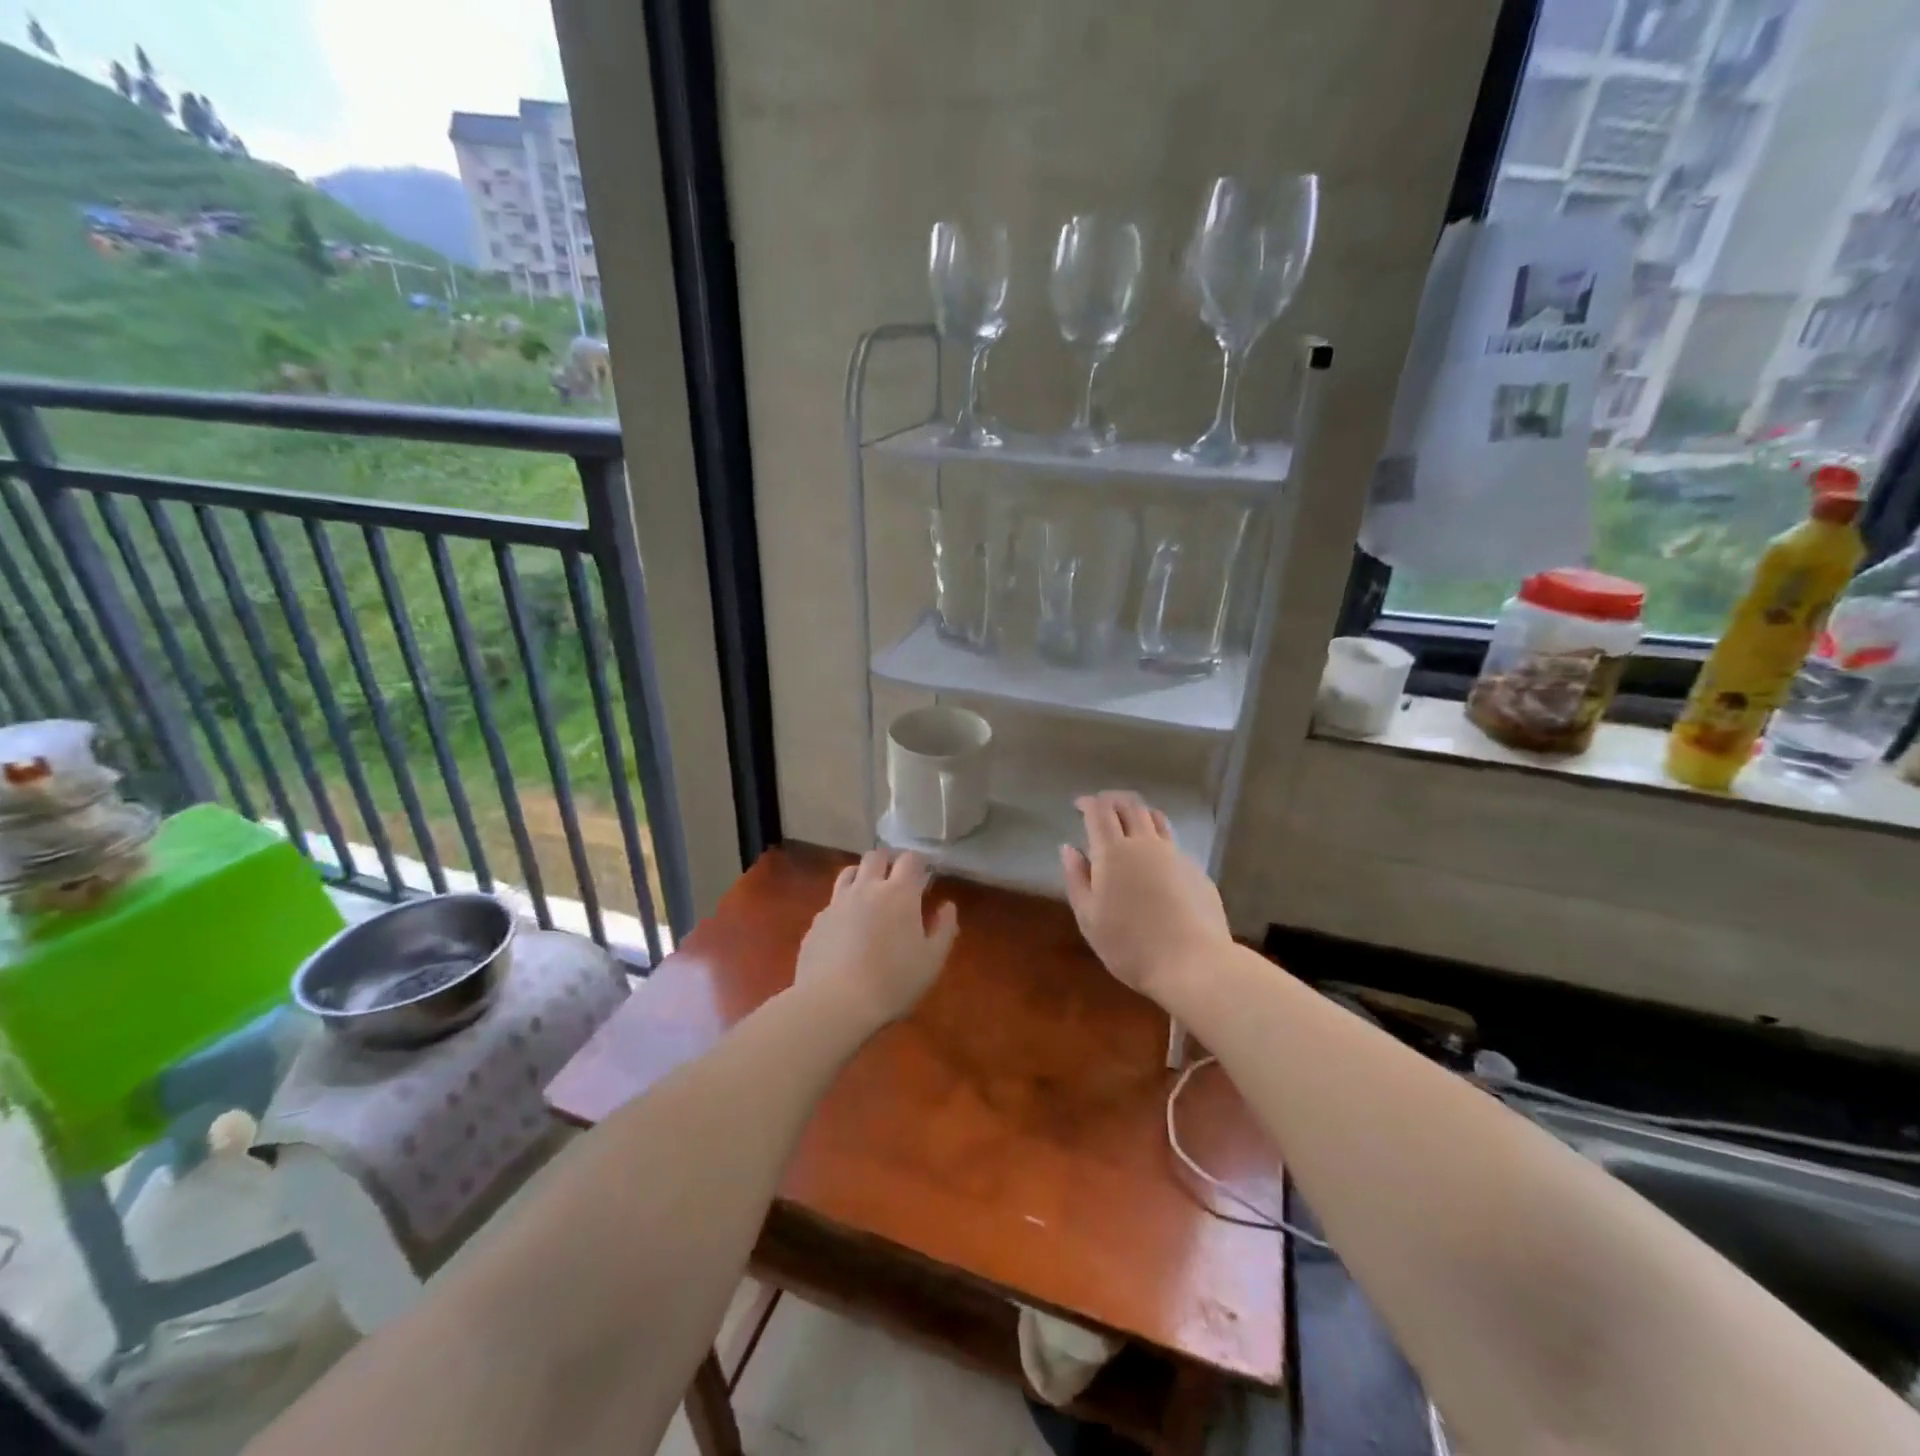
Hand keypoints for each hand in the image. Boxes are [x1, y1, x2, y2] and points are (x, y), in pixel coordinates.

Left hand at [794, 849, 958, 1032]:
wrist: (833, 1003)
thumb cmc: (892, 982)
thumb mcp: (931, 961)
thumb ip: (944, 929)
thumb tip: (947, 906)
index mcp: (899, 894)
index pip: (910, 859)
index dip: (918, 862)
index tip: (924, 874)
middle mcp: (866, 888)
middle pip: (876, 856)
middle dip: (888, 861)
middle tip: (896, 880)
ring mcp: (837, 903)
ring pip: (849, 873)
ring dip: (862, 876)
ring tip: (869, 895)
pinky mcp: (817, 921)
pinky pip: (832, 902)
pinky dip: (843, 906)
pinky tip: (846, 929)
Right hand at [1060, 791, 1230, 1004]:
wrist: (1193, 964)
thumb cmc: (1130, 945)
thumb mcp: (1089, 918)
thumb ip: (1076, 878)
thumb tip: (1069, 848)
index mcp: (1113, 851)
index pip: (1099, 811)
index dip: (1088, 803)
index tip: (1078, 805)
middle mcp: (1145, 843)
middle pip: (1130, 805)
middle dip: (1112, 800)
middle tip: (1101, 806)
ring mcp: (1175, 855)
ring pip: (1156, 818)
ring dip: (1138, 812)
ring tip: (1129, 821)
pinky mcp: (1196, 870)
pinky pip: (1173, 842)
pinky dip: (1157, 838)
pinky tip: (1155, 859)